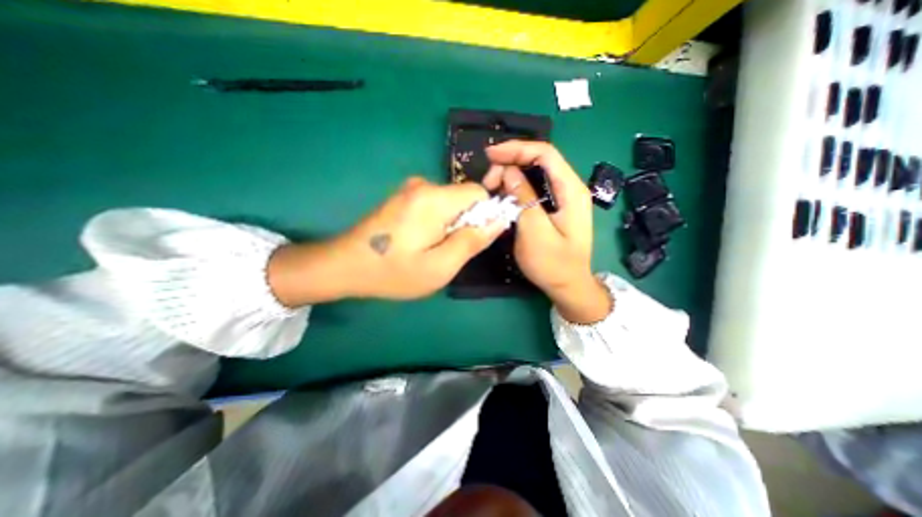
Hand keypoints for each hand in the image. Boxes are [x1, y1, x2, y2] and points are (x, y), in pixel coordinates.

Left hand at [269, 178, 502, 306]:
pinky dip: (436, 222)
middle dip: (465, 223)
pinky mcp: (402, 196)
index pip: (479, 193)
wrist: (345, 265)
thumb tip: (499, 220)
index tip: (470, 240)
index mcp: (435, 199)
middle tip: (446, 250)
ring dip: (450, 225)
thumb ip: (472, 241)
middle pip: (464, 198)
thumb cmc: (394, 271)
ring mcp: (410, 189)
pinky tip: (418, 241)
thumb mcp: (440, 267)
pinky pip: (435, 205)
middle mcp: (423, 185)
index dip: (483, 216)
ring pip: (450, 203)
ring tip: (430, 248)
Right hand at [484, 138, 610, 320]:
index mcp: (571, 190)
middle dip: (510, 163)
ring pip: (534, 173)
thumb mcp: (535, 231)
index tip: (490, 155)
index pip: (545, 153)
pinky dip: (515, 187)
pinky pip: (533, 188)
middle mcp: (569, 187)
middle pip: (539, 160)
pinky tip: (502, 195)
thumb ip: (523, 198)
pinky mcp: (553, 207)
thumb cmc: (553, 264)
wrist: (568, 286)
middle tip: (488, 181)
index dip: (516, 149)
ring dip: (510, 176)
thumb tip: (508, 172)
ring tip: (491, 188)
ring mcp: (562, 198)